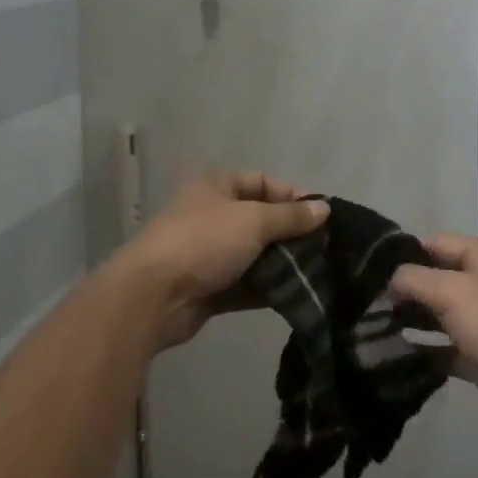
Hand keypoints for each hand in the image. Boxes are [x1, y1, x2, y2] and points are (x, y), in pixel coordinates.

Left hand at [116, 171, 327, 349]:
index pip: (262, 181)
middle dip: (291, 233)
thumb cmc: (204, 242)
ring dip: (282, 262)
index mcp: (215, 185)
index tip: (321, 215)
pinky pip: (246, 283)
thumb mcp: (254, 221)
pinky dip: (267, 287)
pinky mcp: (209, 287)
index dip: (292, 195)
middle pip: (260, 218)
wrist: (153, 296)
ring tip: (316, 272)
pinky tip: (296, 294)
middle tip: (323, 247)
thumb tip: (325, 209)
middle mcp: (211, 214)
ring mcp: (208, 252)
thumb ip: (291, 216)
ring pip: (255, 253)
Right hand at [389, 234, 477, 437]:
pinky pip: (449, 348)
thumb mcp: (452, 291)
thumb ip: (415, 279)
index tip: (373, 271)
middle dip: (408, 290)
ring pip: (443, 314)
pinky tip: (398, 354)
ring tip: (376, 328)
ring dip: (415, 321)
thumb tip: (392, 280)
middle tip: (370, 303)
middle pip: (440, 278)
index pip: (439, 243)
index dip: (408, 254)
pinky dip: (428, 350)